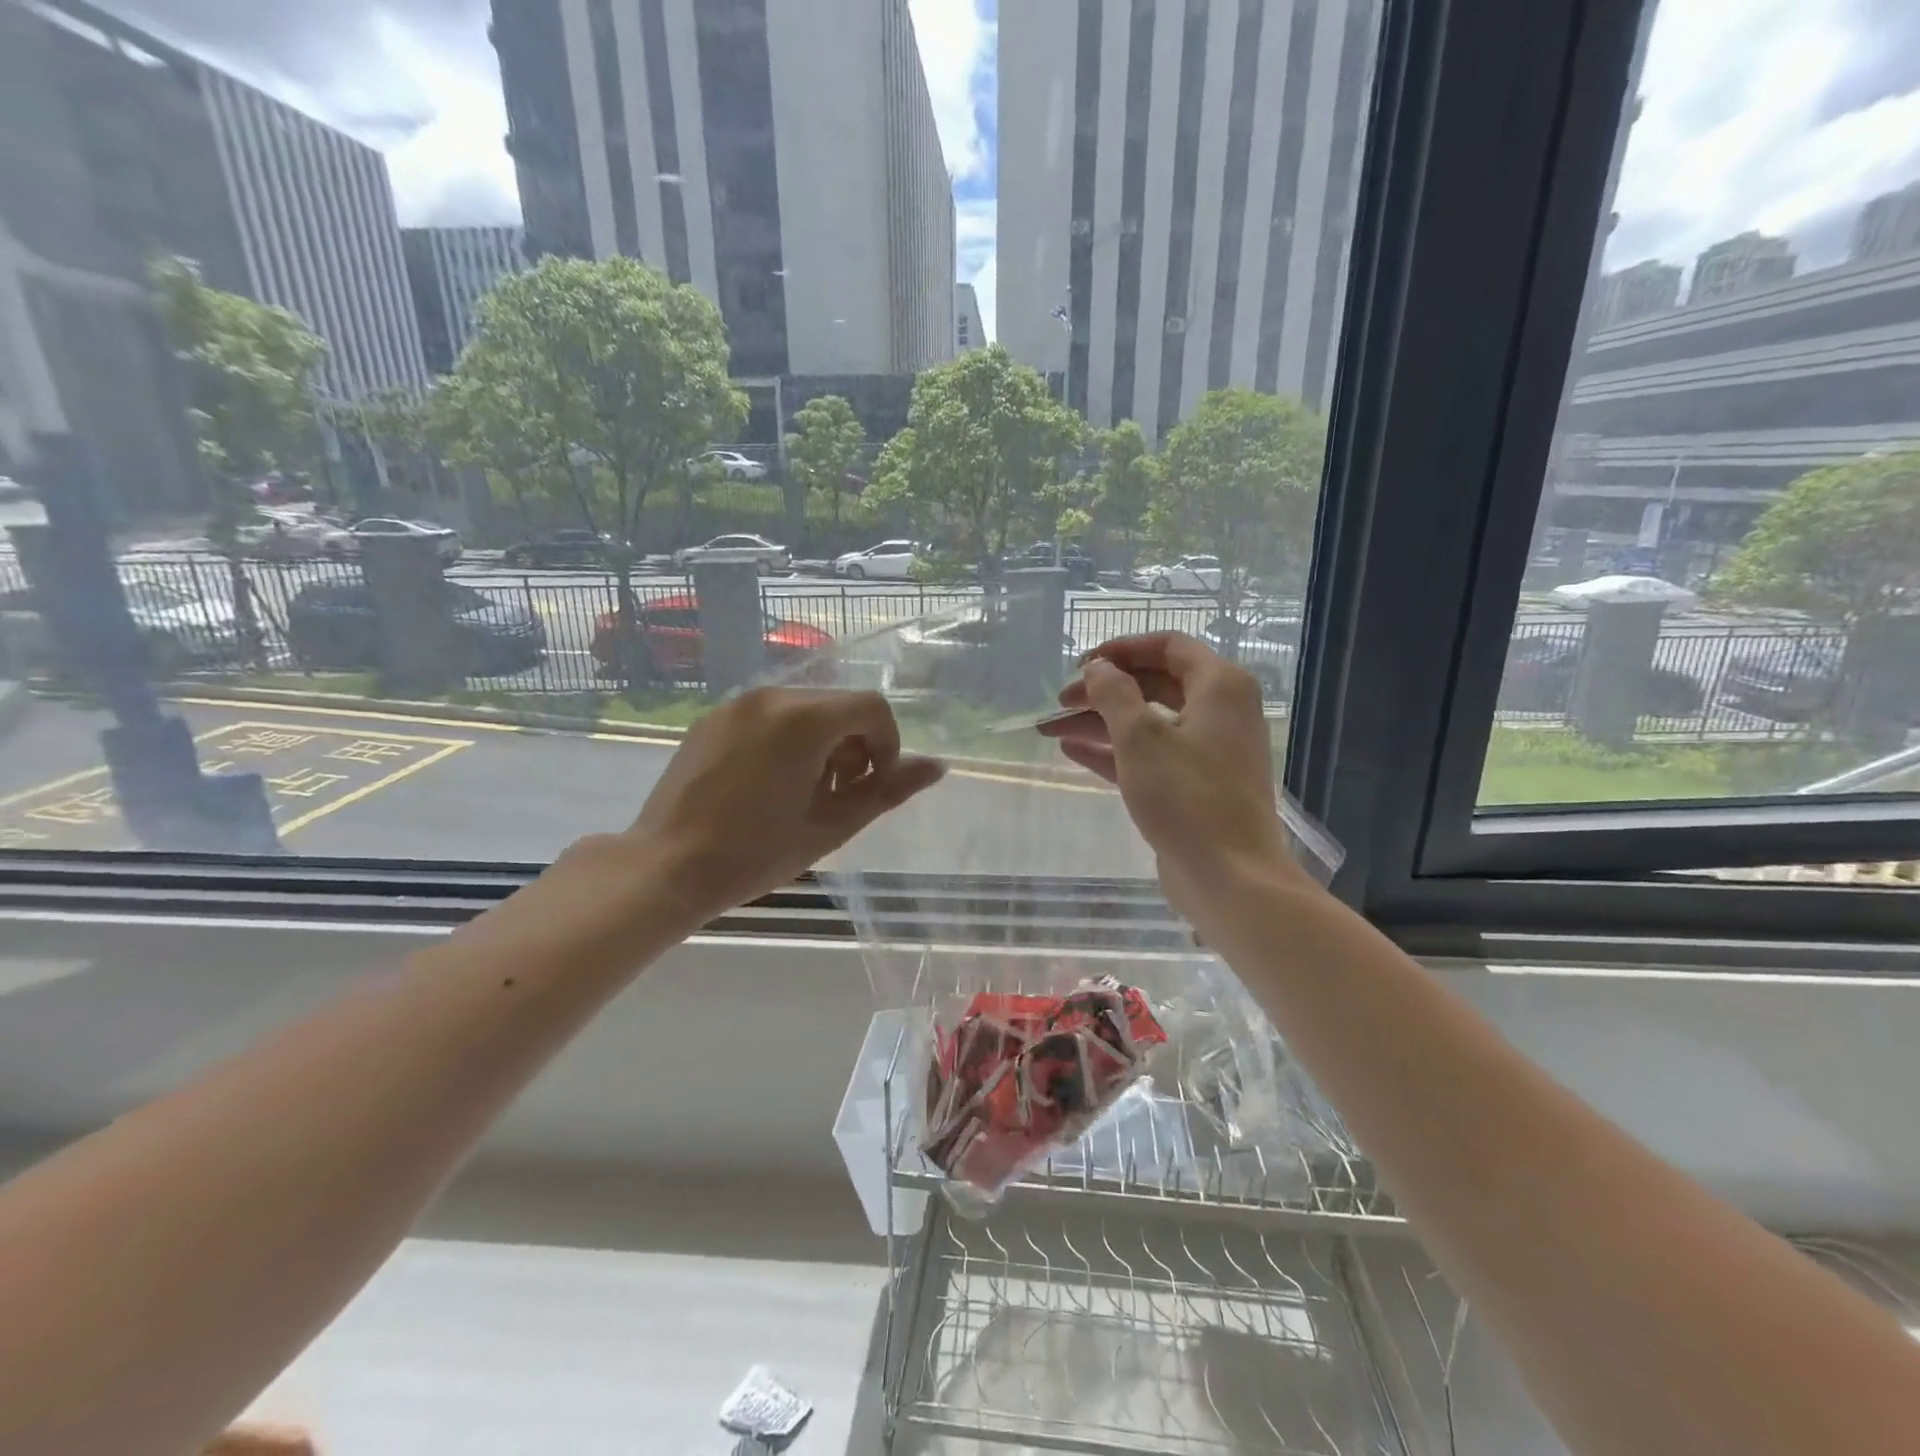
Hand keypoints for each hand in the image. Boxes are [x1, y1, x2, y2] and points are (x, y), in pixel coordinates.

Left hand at [627, 687, 944, 922]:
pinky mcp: (713, 718)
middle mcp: (770, 697)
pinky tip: (769, 784)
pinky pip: (769, 716)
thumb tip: (938, 766)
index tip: (873, 786)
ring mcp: (736, 705)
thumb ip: (887, 791)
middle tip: (838, 795)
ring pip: (805, 709)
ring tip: (804, 792)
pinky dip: (788, 739)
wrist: (665, 867)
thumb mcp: (831, 826)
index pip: (872, 708)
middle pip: (839, 705)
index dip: (887, 745)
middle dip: (855, 745)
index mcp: (802, 719)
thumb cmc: (754, 853)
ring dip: (823, 742)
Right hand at [1041, 633, 1304, 920]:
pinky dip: (1114, 751)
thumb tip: (1098, 667)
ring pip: (1148, 723)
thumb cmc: (1187, 797)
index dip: (1121, 649)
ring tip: (1051, 727)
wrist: (1230, 877)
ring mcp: (1207, 751)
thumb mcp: (1141, 738)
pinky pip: (1150, 756)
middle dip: (1103, 690)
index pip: (1168, 646)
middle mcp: (1219, 712)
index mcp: (1219, 686)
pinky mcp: (1193, 786)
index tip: (1082, 664)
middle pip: (1154, 684)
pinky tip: (1072, 751)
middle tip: (1060, 700)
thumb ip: (1114, 694)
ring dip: (1100, 722)